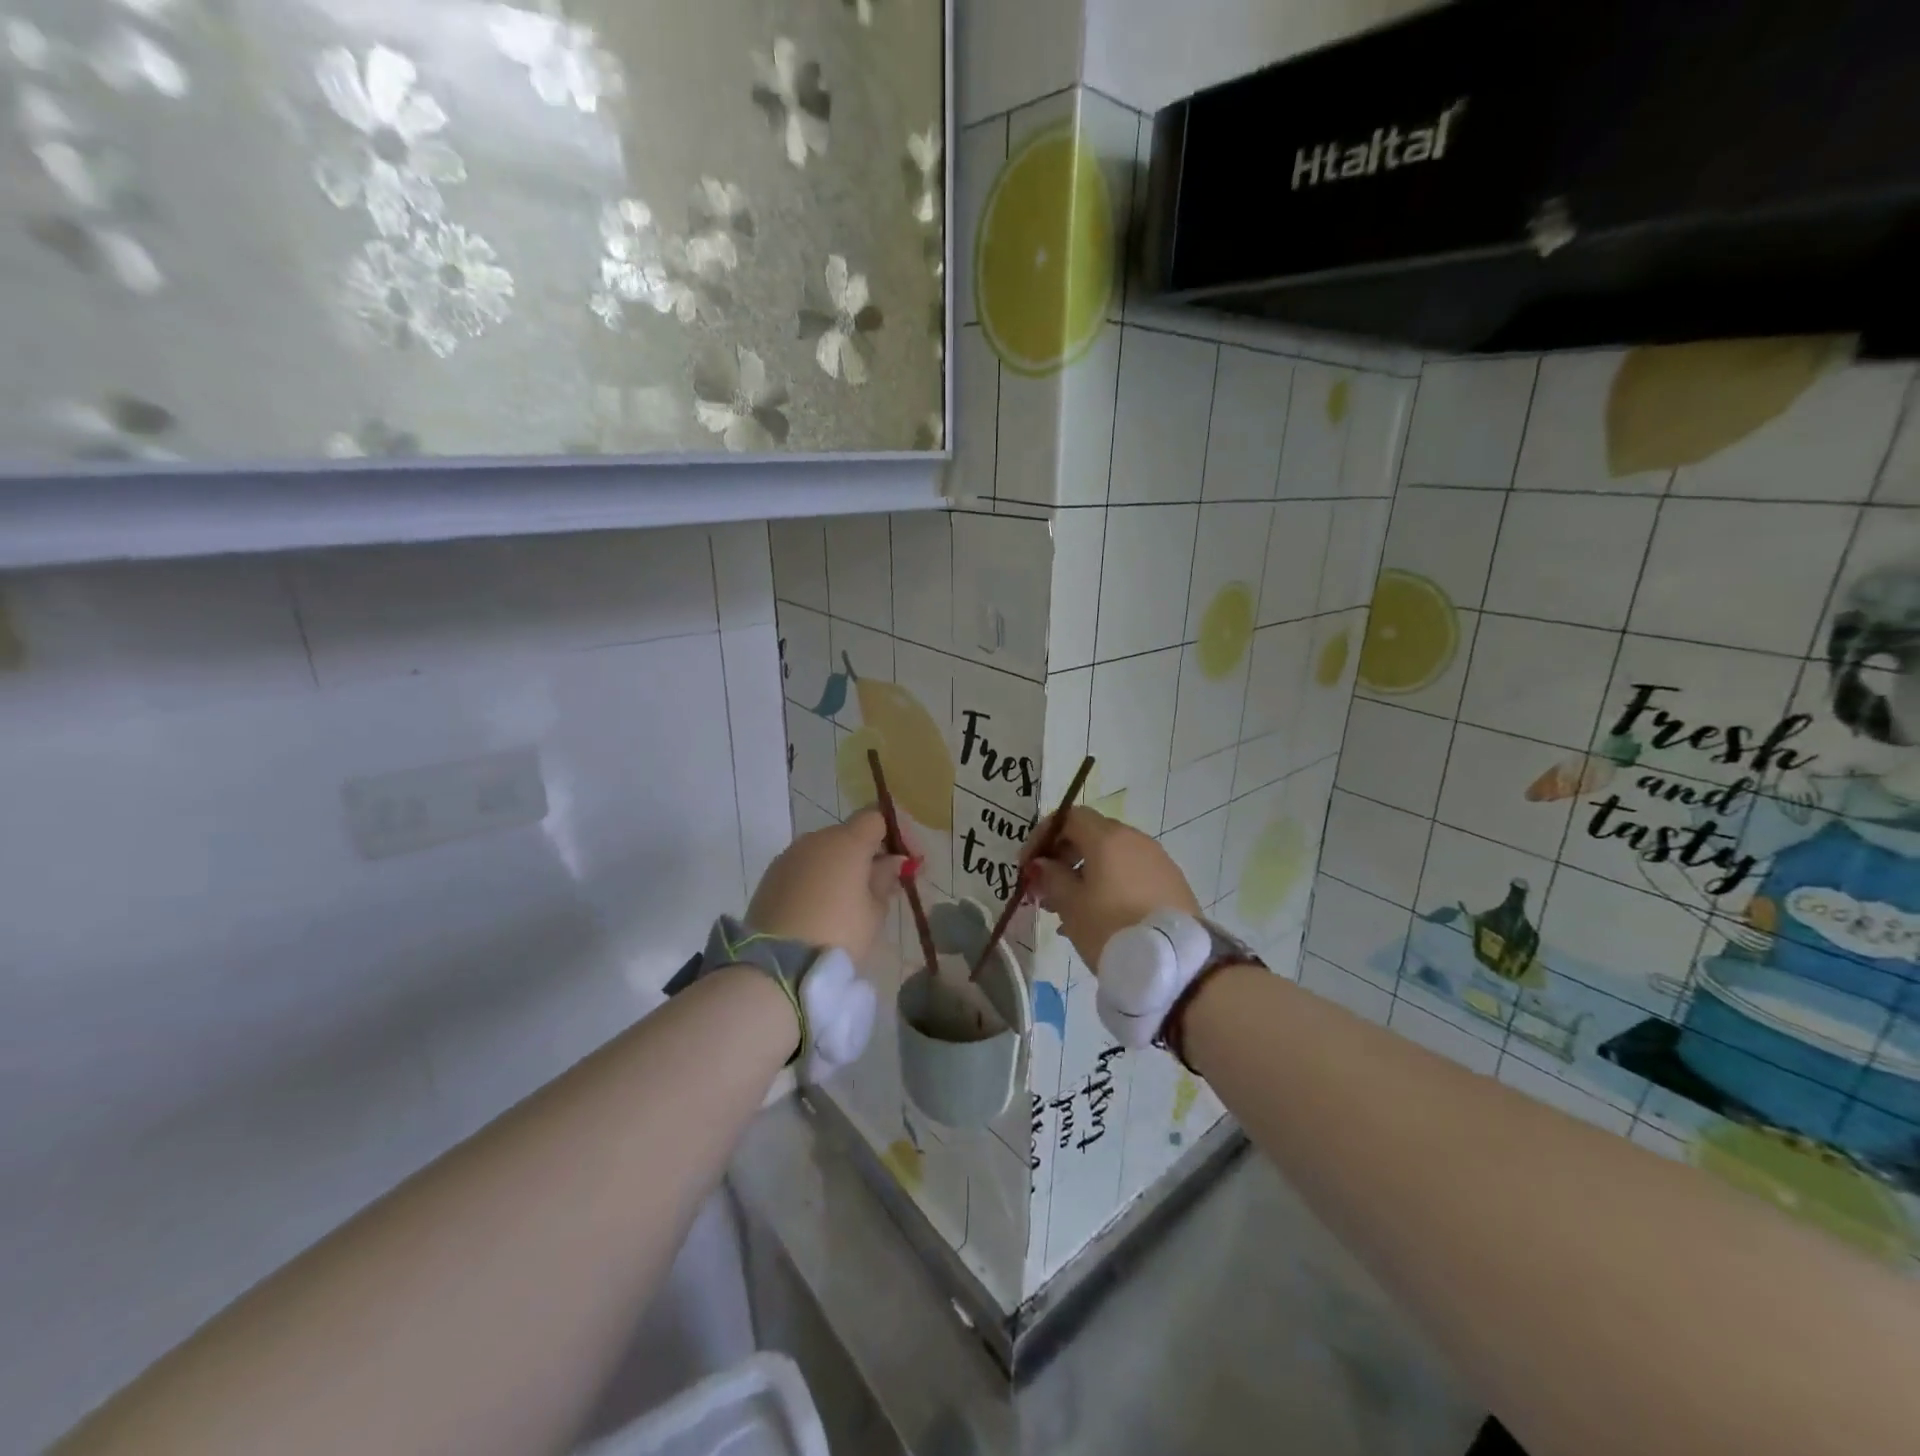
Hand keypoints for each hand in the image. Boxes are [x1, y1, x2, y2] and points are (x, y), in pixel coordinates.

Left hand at [748, 808, 906, 960]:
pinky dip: (818, 879)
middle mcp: (815, 840)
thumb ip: (885, 879)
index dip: (896, 833)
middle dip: (869, 853)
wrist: (778, 967)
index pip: (876, 817)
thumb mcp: (874, 912)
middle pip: (849, 834)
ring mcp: (789, 857)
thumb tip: (892, 861)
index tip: (908, 860)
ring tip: (852, 901)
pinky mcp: (770, 877)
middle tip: (884, 884)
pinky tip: (823, 908)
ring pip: (824, 852)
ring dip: (841, 866)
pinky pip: (803, 868)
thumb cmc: (838, 934)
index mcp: (846, 841)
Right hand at [1024, 807, 1200, 970]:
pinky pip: (1131, 874)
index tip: (1027, 865)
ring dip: (1085, 874)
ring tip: (1067, 910)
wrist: (1176, 964)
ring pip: (1111, 857)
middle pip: (1091, 835)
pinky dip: (1109, 885)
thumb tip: (1043, 864)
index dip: (1043, 835)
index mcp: (1108, 838)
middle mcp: (1135, 839)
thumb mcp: (1071, 905)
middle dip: (1062, 857)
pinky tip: (1097, 918)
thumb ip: (1051, 877)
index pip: (1068, 817)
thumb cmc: (1111, 928)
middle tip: (1044, 889)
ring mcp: (1157, 860)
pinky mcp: (1171, 883)